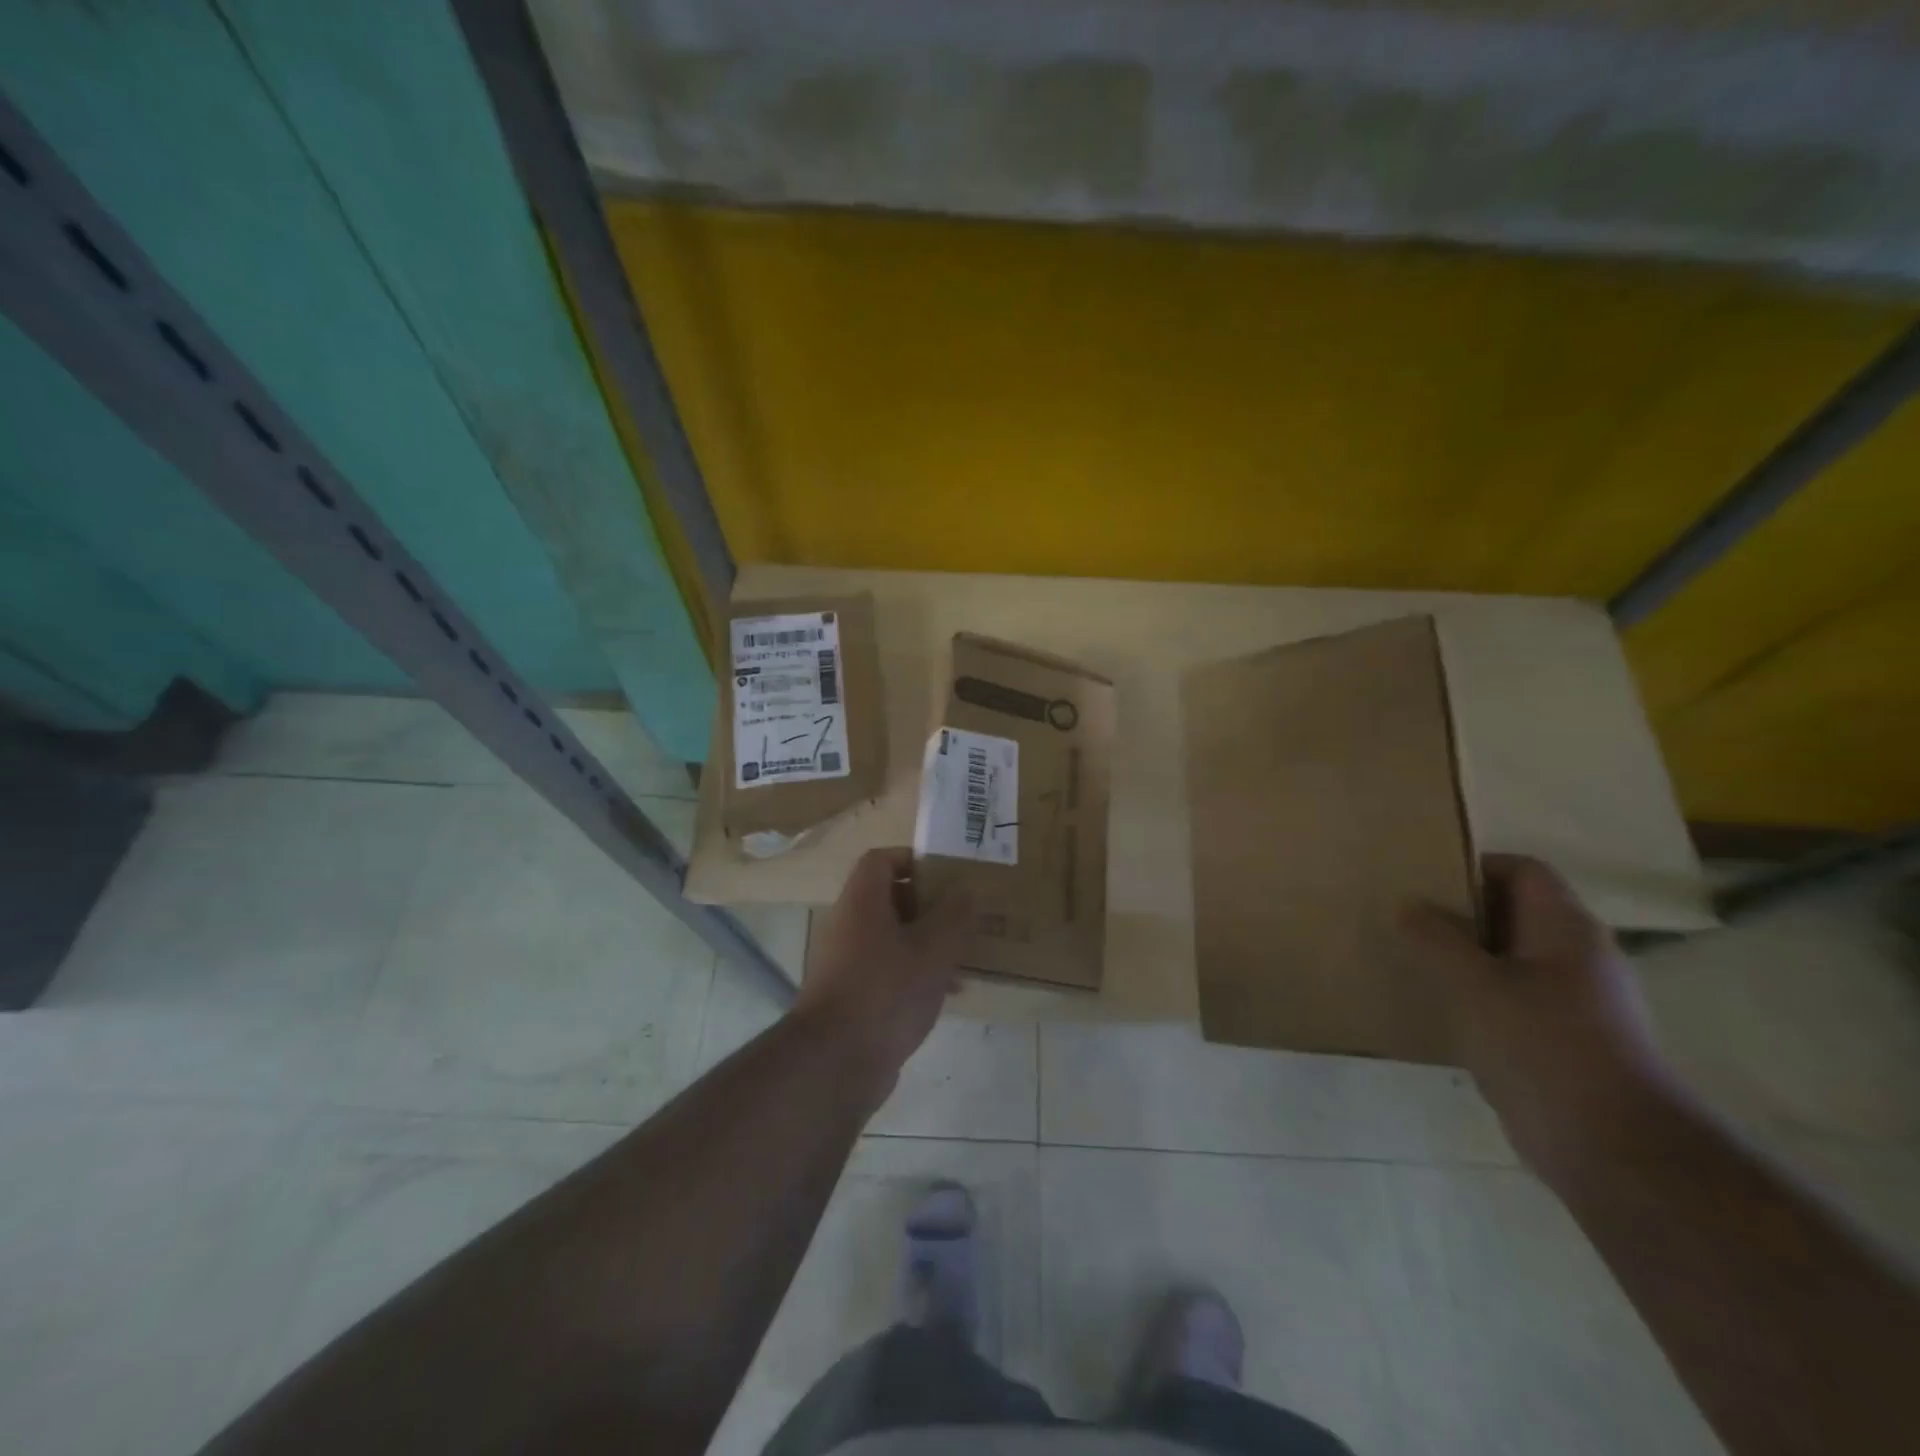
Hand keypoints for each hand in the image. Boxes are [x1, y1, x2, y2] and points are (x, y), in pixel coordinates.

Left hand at [795, 848, 970, 1103]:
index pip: (881, 859)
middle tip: (963, 916)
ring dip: (927, 941)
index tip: (947, 875)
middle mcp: (849, 925)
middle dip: (929, 904)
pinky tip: (948, 993)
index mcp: (862, 902)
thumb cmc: (886, 991)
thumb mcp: (933, 949)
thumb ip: (953, 915)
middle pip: (889, 898)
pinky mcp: (853, 995)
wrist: (836, 1062)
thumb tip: (965, 889)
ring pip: (892, 937)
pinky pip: (888, 970)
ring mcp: (847, 962)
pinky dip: (916, 972)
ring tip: (963, 956)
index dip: (913, 859)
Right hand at [1398, 854, 1677, 1183]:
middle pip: (1514, 913)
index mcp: (1566, 929)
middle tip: (1407, 918)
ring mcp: (1576, 1002)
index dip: (1474, 866)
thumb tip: (1408, 905)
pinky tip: (1440, 1010)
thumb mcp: (1474, 983)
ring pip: (1510, 960)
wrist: (1613, 1150)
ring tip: (1414, 961)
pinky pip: (1512, 1000)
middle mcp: (1578, 957)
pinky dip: (1477, 997)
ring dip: (1464, 957)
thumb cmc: (1543, 1046)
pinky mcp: (1564, 1042)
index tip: (1423, 880)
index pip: (1522, 870)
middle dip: (1460, 913)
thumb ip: (1436, 938)